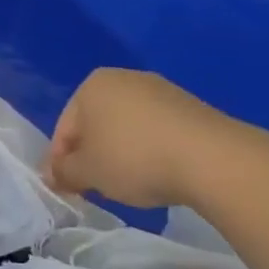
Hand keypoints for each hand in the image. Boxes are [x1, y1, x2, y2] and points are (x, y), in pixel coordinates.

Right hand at [43, 69, 234, 208]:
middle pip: (95, 125)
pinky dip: (149, 151)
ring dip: (120, 155)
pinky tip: (158, 174)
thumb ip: (63, 172)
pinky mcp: (191, 108)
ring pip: (126, 128)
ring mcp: (162, 90)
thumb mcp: (87, 172)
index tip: (66, 188)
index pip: (64, 129)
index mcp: (92, 85)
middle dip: (91, 156)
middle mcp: (124, 79)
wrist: (214, 160)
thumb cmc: (134, 159)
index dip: (61, 162)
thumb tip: (54, 175)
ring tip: (128, 185)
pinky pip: (156, 131)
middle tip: (94, 188)